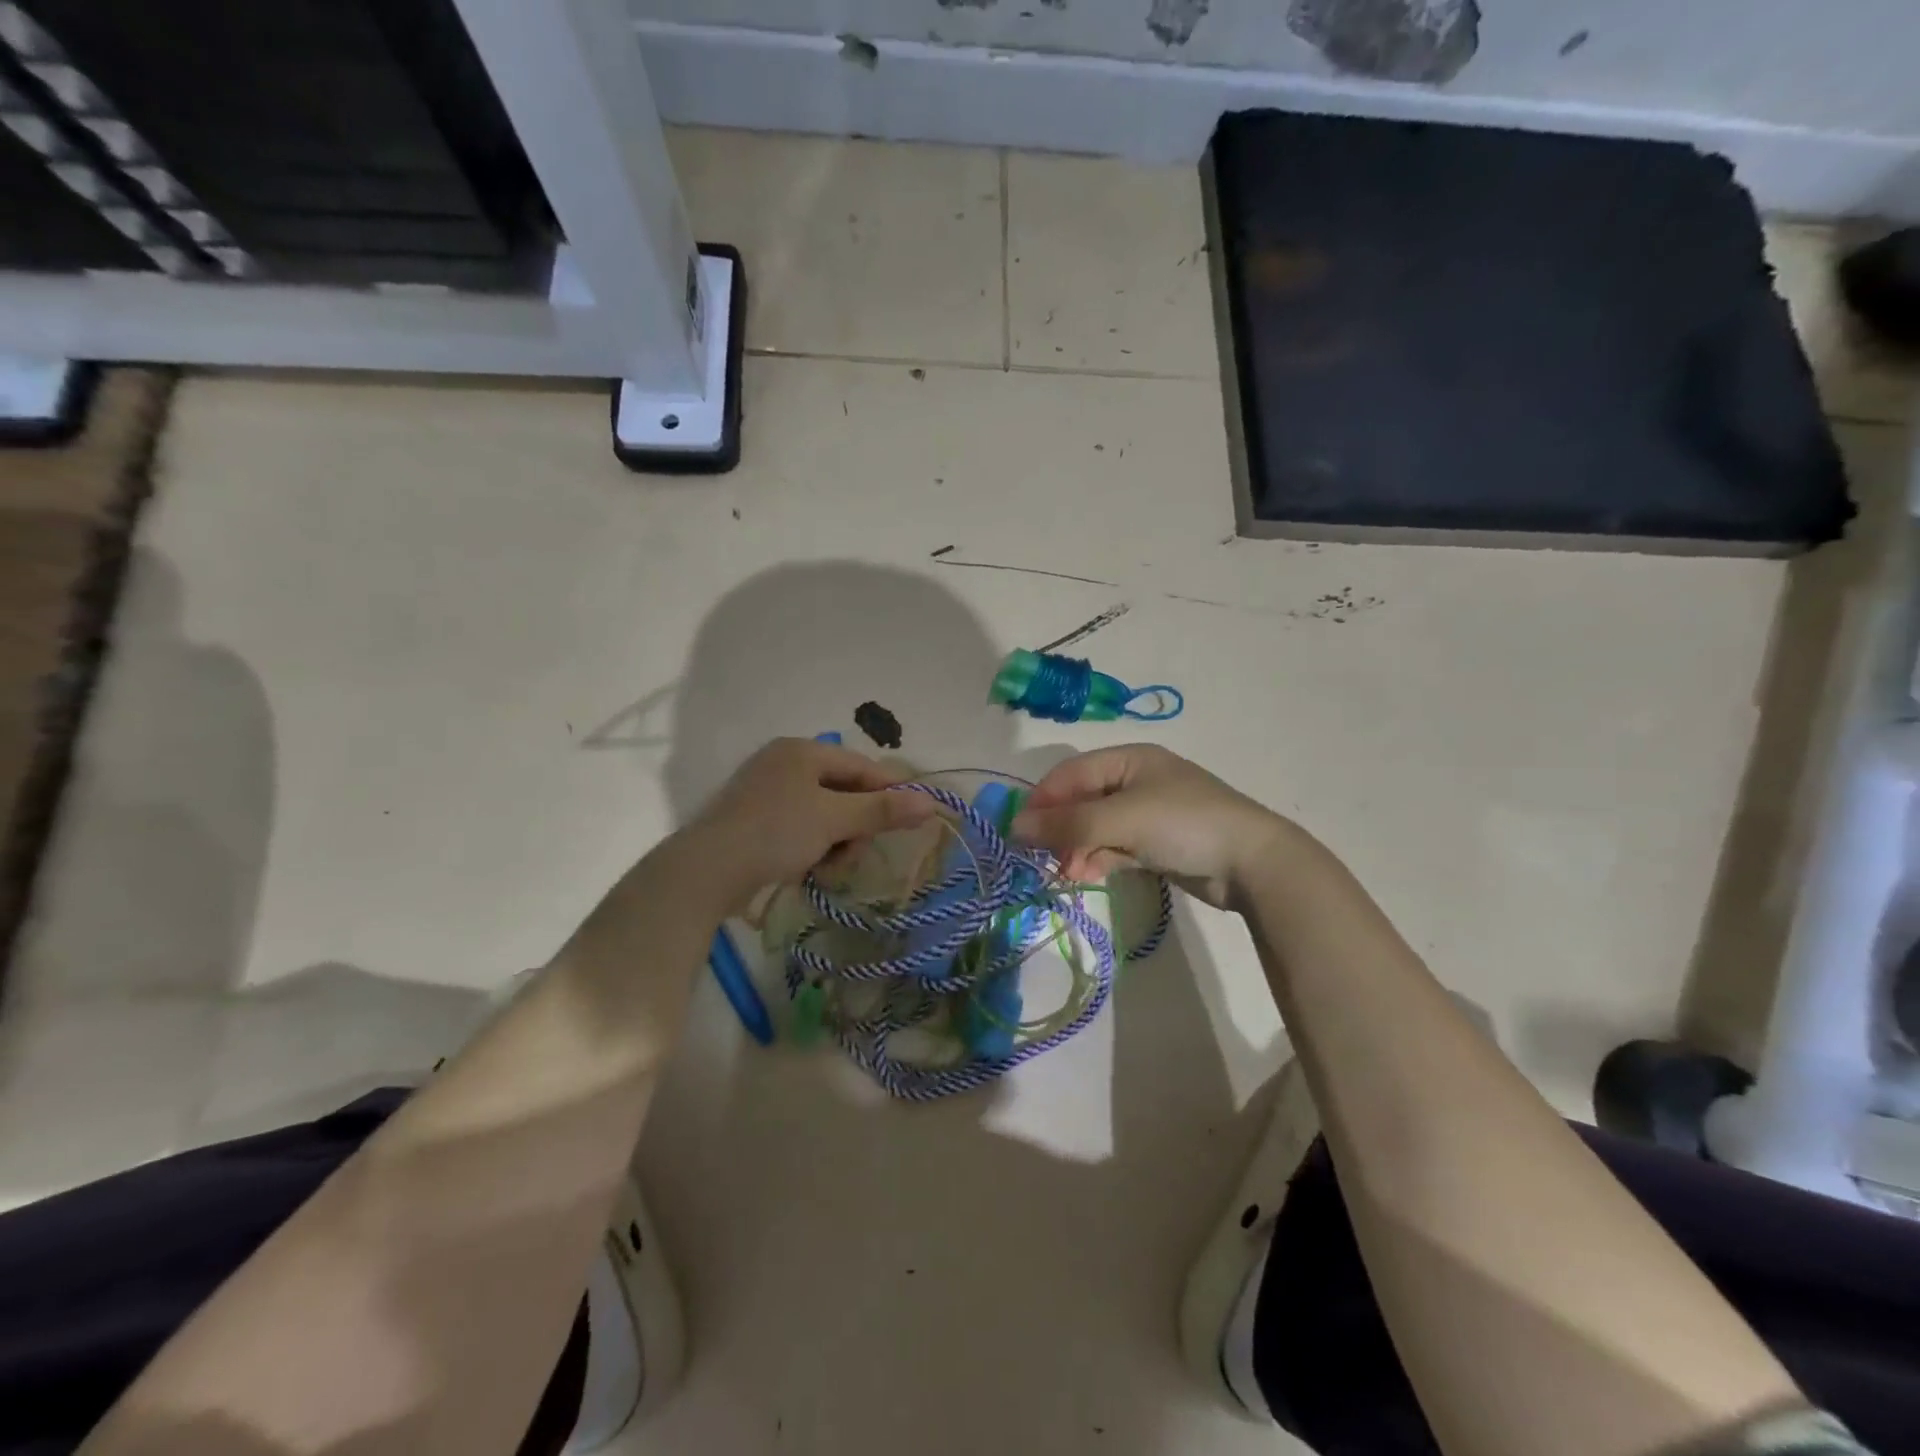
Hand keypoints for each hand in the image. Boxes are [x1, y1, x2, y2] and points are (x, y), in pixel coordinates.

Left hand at [686, 738, 935, 904]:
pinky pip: (801, 828)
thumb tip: (930, 802)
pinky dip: (811, 847)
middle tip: (852, 853)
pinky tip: (807, 869)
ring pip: (824, 814)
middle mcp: (784, 764)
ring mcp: (766, 792)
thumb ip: (882, 810)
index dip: (889, 792)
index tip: (909, 821)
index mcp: (801, 751)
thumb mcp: (834, 820)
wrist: (706, 871)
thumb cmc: (775, 833)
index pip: (862, 767)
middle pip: (843, 792)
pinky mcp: (755, 820)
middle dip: (855, 826)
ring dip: (834, 842)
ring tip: (826, 867)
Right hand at [1011, 745, 1289, 907]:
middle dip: (1060, 829)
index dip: (1043, 799)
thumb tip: (1016, 826)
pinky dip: (1098, 859)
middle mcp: (1135, 781)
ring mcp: (1147, 814)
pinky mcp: (1155, 844)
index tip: (1018, 831)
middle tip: (1041, 857)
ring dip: (1077, 848)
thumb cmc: (1185, 824)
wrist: (1253, 863)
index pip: (1071, 774)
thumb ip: (1069, 824)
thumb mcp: (1123, 819)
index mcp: (1129, 759)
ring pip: (1095, 828)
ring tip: (1067, 873)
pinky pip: (1114, 847)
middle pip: (1081, 801)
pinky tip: (1085, 875)